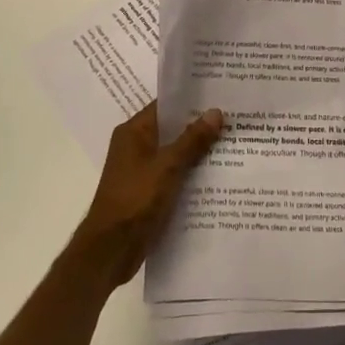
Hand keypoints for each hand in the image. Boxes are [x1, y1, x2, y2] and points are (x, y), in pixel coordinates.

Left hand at [67, 102, 223, 287]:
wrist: (110, 251)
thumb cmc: (135, 200)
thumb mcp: (167, 167)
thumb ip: (192, 140)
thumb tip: (216, 112)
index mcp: (134, 132)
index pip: (166, 105)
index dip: (192, 99)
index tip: (220, 94)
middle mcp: (136, 146)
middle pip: (172, 129)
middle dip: (200, 126)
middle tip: (235, 118)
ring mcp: (141, 170)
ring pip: (175, 153)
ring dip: (198, 151)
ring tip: (233, 143)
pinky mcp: (148, 192)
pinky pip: (174, 174)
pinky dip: (191, 173)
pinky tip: (218, 175)